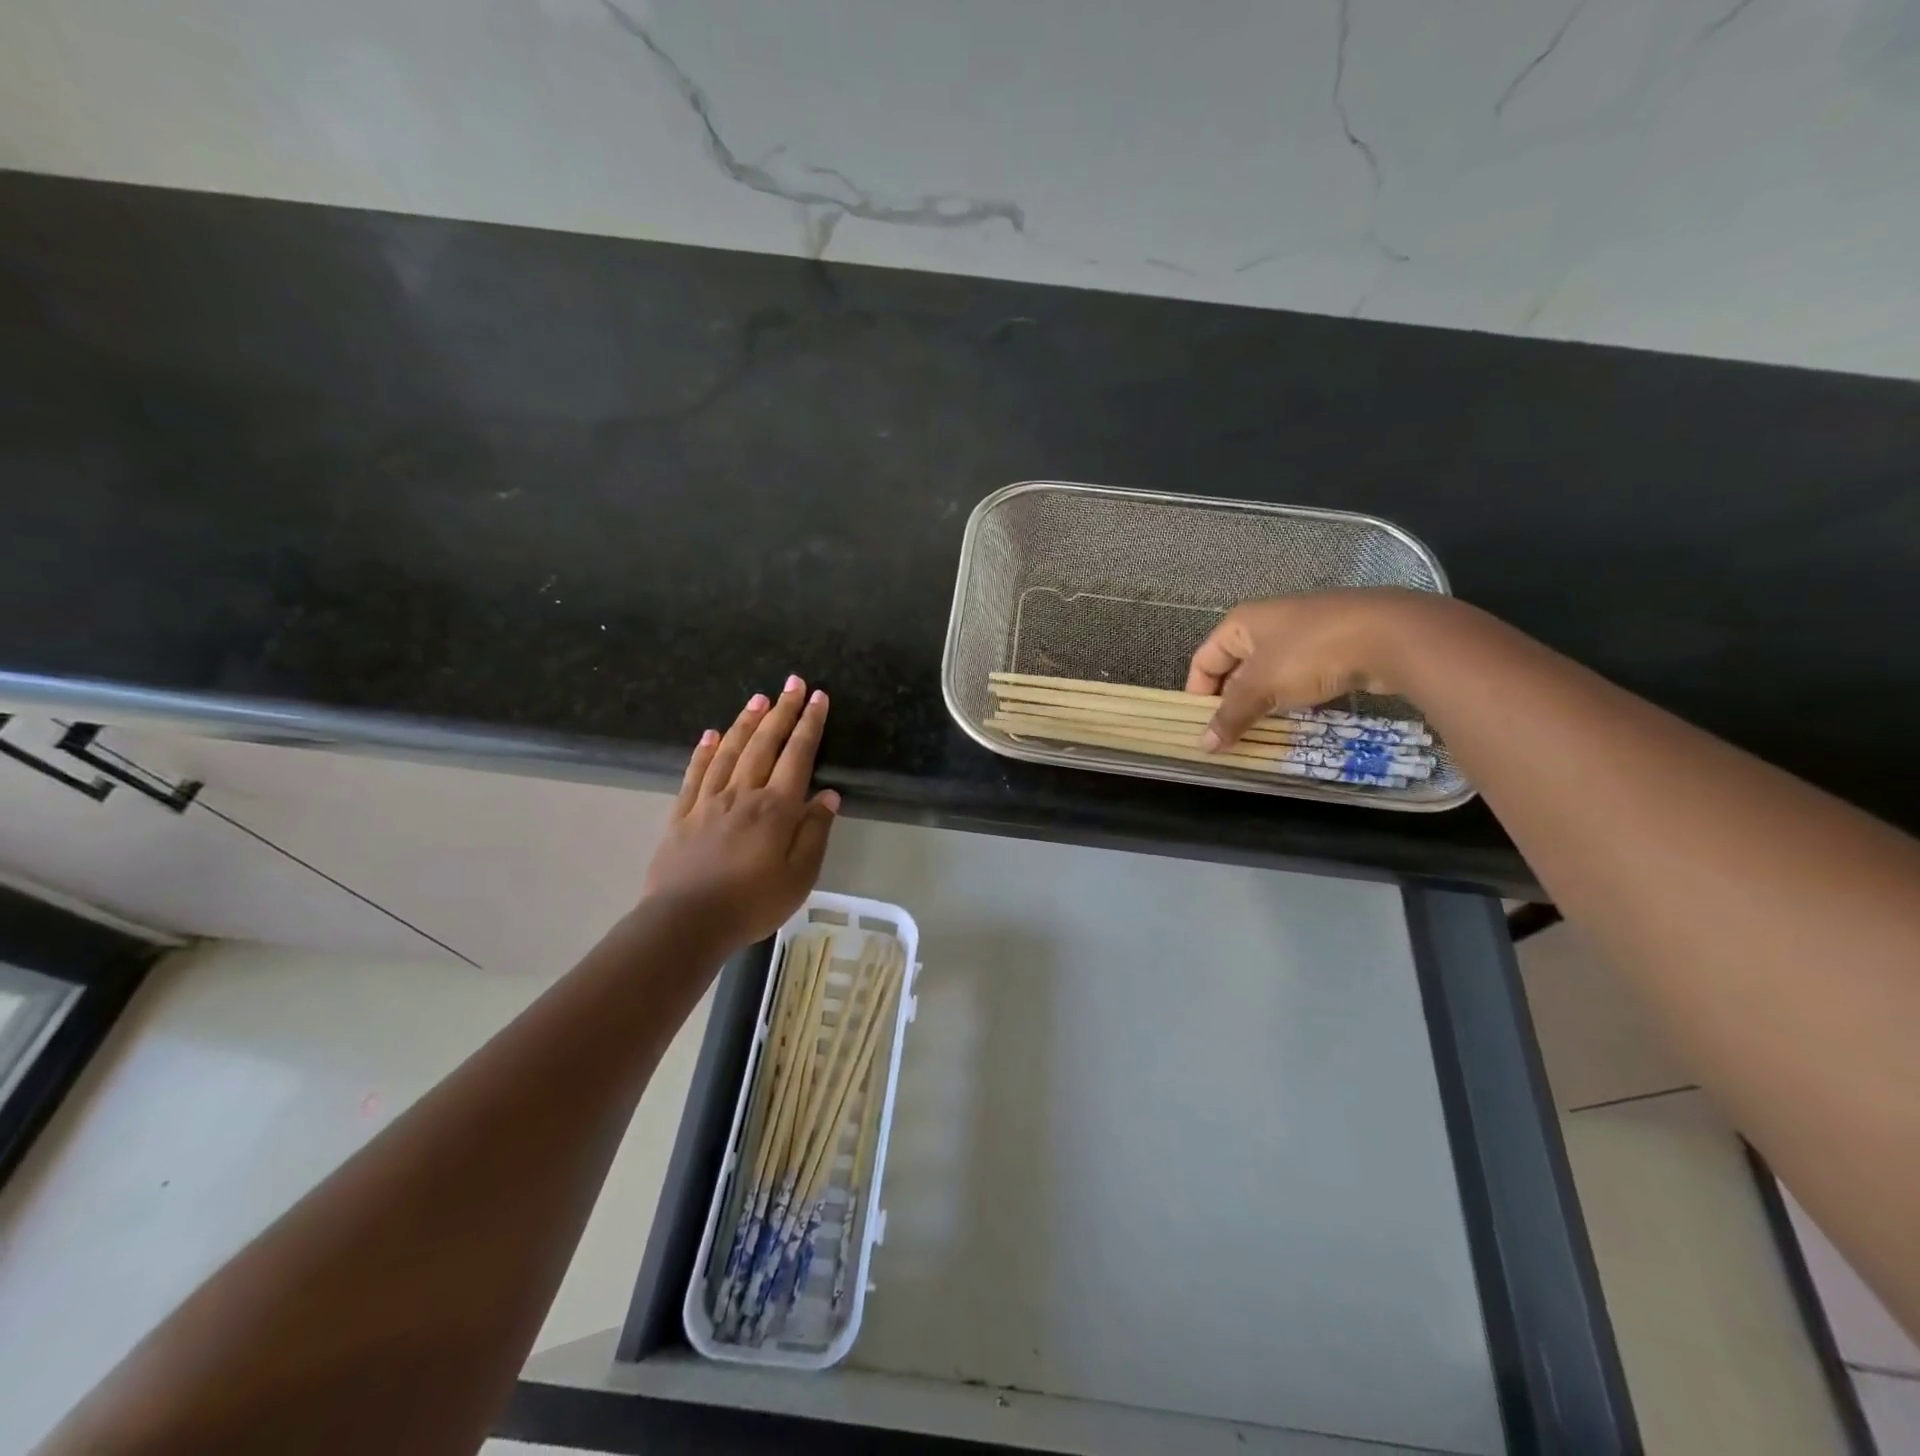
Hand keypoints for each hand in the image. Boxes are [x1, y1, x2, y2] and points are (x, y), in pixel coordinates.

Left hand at [643, 676, 840, 946]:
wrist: (686, 922)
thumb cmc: (752, 903)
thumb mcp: (800, 876)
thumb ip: (815, 833)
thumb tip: (829, 795)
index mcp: (776, 808)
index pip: (798, 755)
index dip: (809, 724)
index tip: (818, 697)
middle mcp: (743, 794)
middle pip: (765, 744)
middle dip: (781, 711)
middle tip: (792, 682)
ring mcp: (708, 801)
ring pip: (730, 751)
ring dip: (746, 722)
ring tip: (758, 698)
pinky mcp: (682, 814)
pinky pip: (695, 773)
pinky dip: (705, 750)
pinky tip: (711, 734)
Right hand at [1185, 588, 1453, 748]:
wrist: (1390, 635)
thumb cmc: (1310, 653)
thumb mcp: (1262, 688)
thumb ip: (1231, 716)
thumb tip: (1203, 745)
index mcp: (1241, 623)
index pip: (1204, 660)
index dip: (1198, 694)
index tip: (1202, 727)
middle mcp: (1267, 623)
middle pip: (1235, 668)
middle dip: (1230, 703)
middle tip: (1230, 736)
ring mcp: (1303, 633)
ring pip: (1269, 674)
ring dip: (1262, 704)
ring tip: (1260, 733)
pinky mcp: (1333, 646)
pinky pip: (1299, 676)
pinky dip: (1292, 698)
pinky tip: (1297, 718)